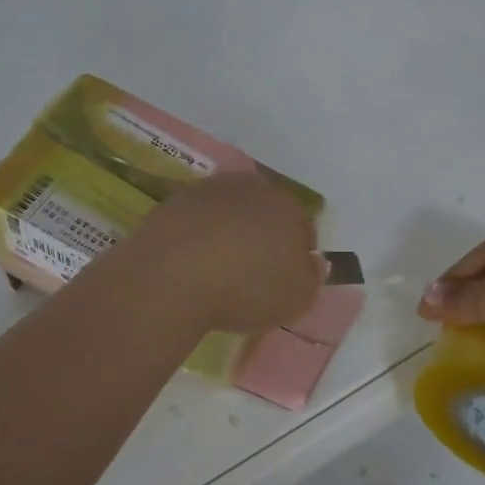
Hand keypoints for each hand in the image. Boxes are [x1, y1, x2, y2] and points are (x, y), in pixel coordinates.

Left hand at [128, 172, 322, 332]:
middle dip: (262, 238)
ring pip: (228, 214)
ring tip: (218, 273)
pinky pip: (195, 223)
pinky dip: (197, 240)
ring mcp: (208, 191)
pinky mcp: (172, 203)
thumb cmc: (247, 287)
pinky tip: (191, 267)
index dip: (298, 257)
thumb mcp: (298, 296)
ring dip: (228, 236)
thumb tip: (311, 261)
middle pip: (264, 214)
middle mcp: (250, 187)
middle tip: (252, 275)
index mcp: (288, 205)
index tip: (285, 282)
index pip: (303, 228)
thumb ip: (312, 276)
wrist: (172, 276)